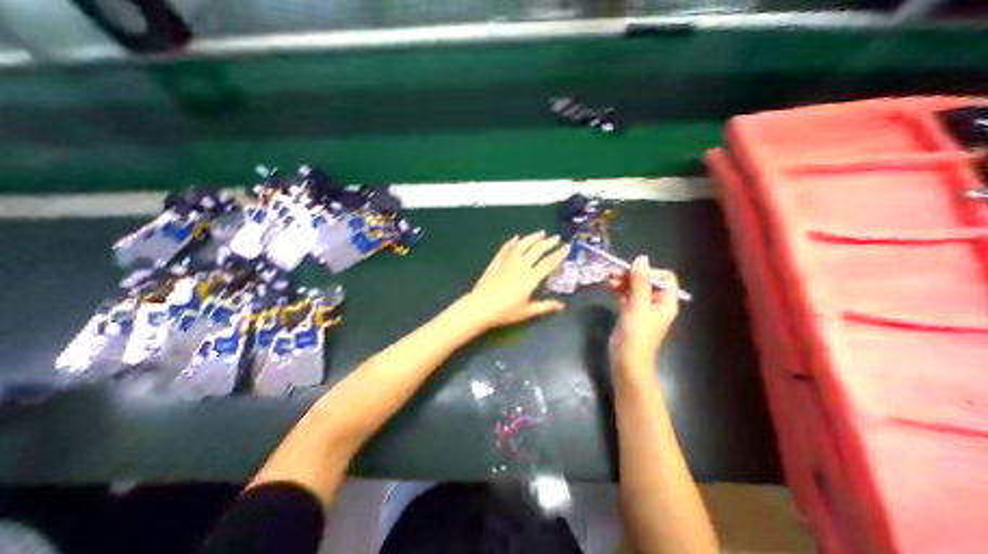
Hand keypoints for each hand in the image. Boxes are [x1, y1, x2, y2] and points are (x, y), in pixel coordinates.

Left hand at [458, 229, 568, 331]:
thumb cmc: (505, 312)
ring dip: (532, 237)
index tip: (567, 246)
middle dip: (549, 242)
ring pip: (522, 245)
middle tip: (556, 237)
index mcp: (531, 277)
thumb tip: (561, 306)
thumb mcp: (527, 311)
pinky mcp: (496, 262)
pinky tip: (516, 238)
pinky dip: (512, 242)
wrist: (480, 307)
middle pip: (537, 249)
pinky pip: (506, 248)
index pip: (549, 262)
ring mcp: (507, 262)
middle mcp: (521, 266)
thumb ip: (545, 306)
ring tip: (540, 233)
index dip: (560, 254)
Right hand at [611, 255, 680, 371]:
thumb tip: (641, 258)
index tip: (632, 272)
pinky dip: (618, 290)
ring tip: (607, 279)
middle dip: (630, 275)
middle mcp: (656, 302)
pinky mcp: (630, 313)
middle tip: (612, 272)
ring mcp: (642, 308)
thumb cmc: (637, 333)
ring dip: (621, 282)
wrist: (627, 360)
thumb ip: (640, 282)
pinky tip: (608, 286)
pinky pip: (625, 296)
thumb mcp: (638, 305)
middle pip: (645, 281)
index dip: (649, 271)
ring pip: (633, 288)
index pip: (663, 278)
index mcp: (666, 301)